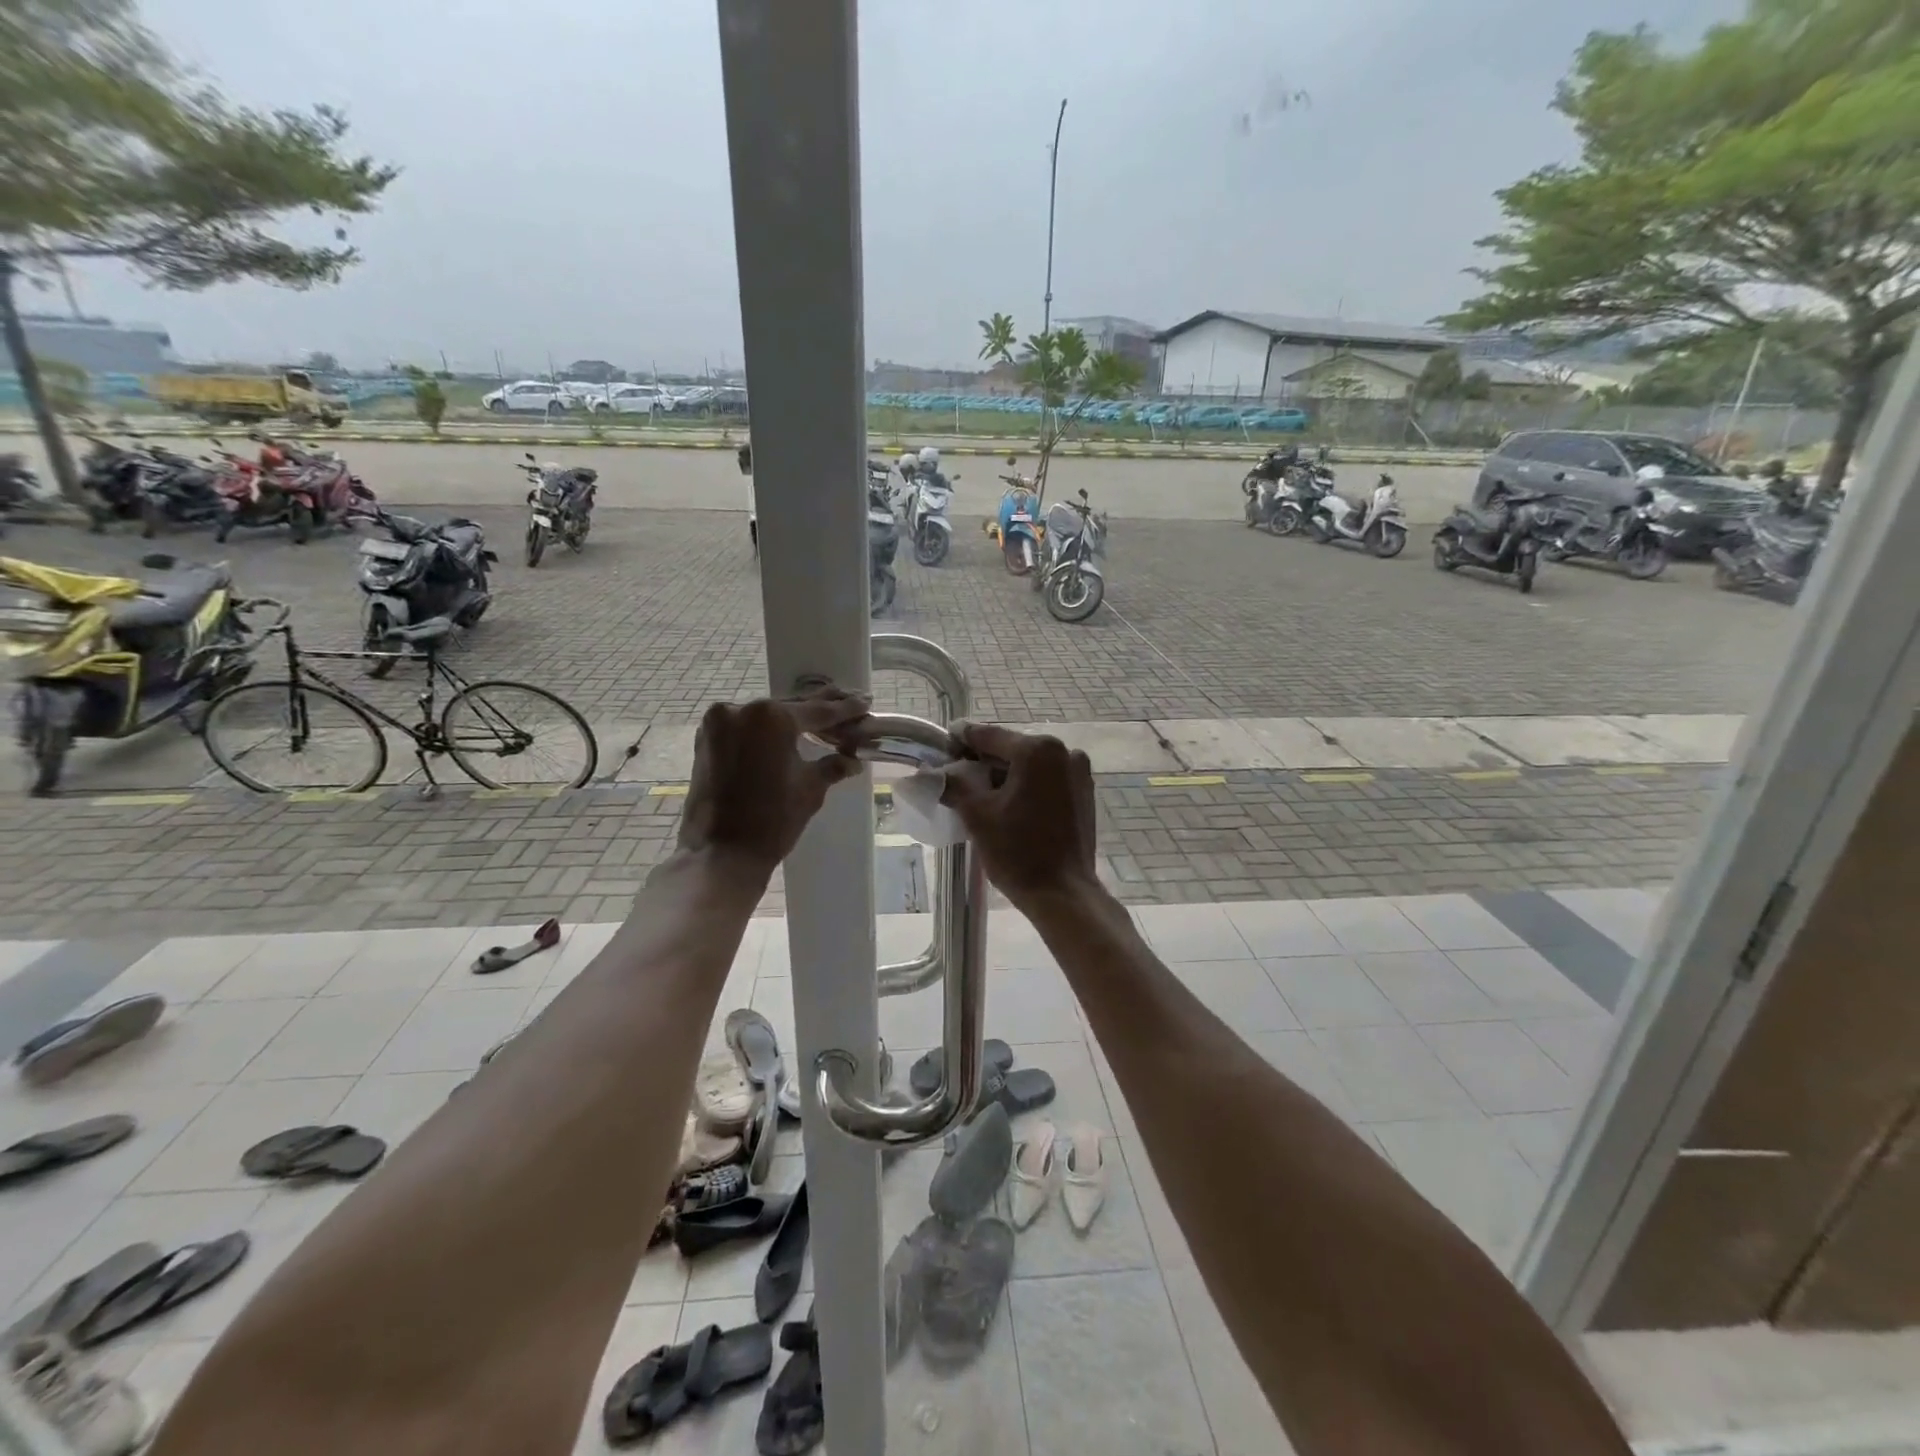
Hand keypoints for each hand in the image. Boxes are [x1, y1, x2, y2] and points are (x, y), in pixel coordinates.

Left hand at [677, 689, 868, 874]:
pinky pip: (744, 729)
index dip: (844, 710)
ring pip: (764, 717)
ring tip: (820, 721)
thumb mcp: (810, 789)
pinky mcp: (705, 741)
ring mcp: (717, 724)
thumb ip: (832, 765)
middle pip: (789, 709)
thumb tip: (851, 759)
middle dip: (818, 710)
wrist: (720, 854)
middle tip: (846, 703)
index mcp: (771, 717)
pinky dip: (765, 732)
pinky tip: (785, 735)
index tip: (864, 703)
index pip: (817, 711)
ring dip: (790, 721)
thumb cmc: (772, 820)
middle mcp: (741, 710)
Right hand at [939, 722, 1099, 907]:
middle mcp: (1063, 752)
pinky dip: (1026, 786)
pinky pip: (1046, 781)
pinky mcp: (1084, 794)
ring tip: (980, 795)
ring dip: (1005, 775)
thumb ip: (953, 784)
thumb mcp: (977, 815)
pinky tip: (1009, 806)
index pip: (988, 736)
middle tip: (956, 776)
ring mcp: (1078, 773)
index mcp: (1037, 750)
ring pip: (1030, 766)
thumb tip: (932, 772)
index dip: (961, 740)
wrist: (1063, 894)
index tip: (942, 744)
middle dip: (983, 761)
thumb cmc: (1018, 852)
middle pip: (1011, 749)